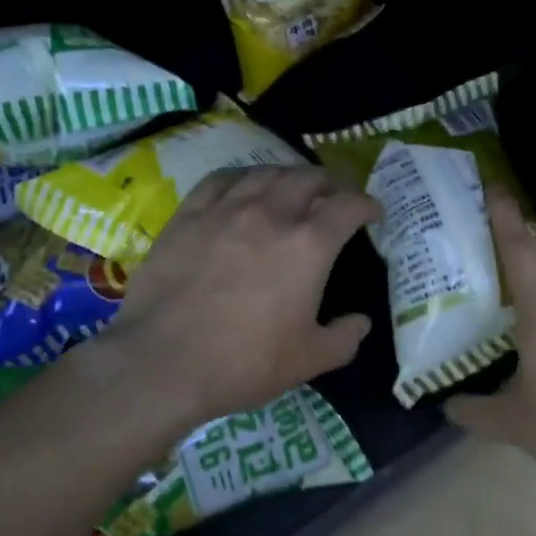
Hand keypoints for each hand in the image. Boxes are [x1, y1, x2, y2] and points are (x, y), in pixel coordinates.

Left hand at [100, 165, 379, 427]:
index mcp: (308, 245)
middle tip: (336, 194)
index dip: (367, 204)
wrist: (162, 362)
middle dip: (331, 182)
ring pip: (266, 172)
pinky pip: (222, 179)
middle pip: (308, 178)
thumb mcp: (308, 361)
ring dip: (289, 175)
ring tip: (293, 186)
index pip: (348, 206)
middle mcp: (271, 214)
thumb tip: (361, 322)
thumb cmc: (243, 363)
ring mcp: (226, 209)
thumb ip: (344, 339)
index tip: (373, 212)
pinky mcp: (189, 214)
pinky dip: (243, 176)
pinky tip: (244, 185)